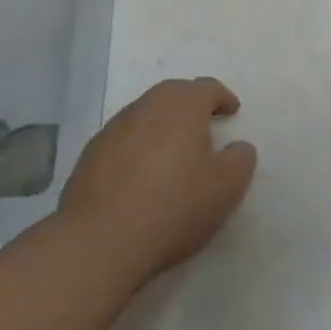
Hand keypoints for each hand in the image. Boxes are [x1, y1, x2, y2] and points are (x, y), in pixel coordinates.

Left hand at [59, 77, 256, 282]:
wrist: (100, 241)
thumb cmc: (174, 206)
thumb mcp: (226, 187)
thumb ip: (240, 159)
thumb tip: (237, 147)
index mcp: (181, 104)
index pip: (207, 88)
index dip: (223, 98)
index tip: (232, 112)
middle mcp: (145, 106)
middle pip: (173, 95)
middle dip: (191, 107)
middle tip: (205, 128)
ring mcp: (113, 129)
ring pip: (146, 116)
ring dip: (162, 128)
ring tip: (173, 155)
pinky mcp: (90, 155)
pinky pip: (123, 141)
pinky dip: (138, 149)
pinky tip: (141, 177)